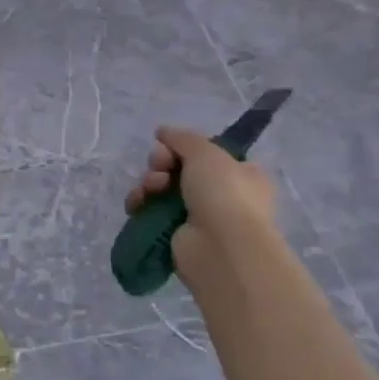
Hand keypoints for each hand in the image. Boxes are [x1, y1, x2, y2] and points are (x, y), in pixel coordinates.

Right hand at [126, 125, 279, 271]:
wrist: (221, 248)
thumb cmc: (224, 193)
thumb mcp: (205, 152)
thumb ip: (181, 138)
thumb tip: (162, 132)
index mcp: (241, 174)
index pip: (207, 154)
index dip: (184, 146)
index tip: (169, 145)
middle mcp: (222, 195)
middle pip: (179, 168)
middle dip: (162, 163)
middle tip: (159, 165)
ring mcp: (198, 217)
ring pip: (163, 188)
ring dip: (150, 182)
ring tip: (151, 187)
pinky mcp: (176, 235)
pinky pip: (151, 211)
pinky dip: (141, 204)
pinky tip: (137, 203)